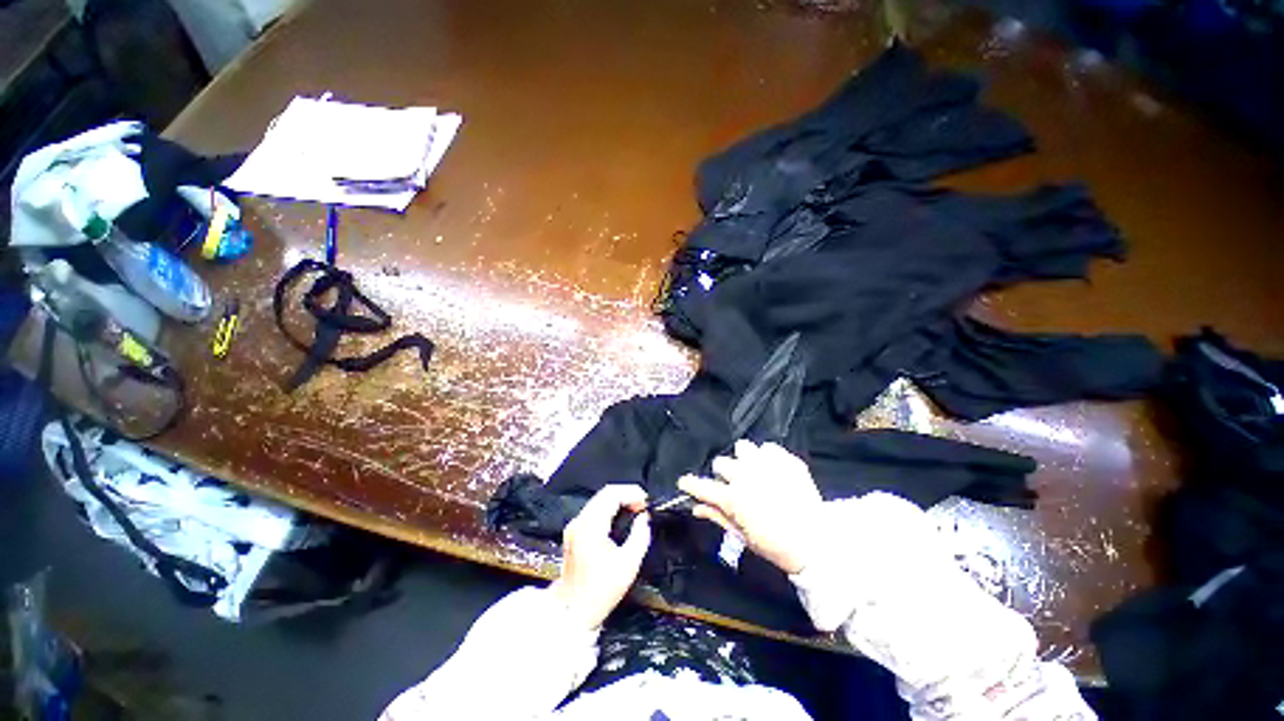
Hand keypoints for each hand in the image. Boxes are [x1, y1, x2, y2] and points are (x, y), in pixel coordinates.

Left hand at [550, 485, 650, 630]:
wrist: (572, 611)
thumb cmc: (602, 590)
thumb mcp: (629, 564)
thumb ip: (640, 536)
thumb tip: (644, 518)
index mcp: (591, 526)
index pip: (611, 493)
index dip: (631, 492)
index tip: (646, 502)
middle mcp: (579, 521)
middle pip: (604, 494)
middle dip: (626, 495)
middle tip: (643, 506)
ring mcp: (574, 526)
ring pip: (598, 500)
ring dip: (618, 501)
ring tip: (635, 511)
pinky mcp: (573, 532)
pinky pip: (593, 511)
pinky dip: (609, 509)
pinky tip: (620, 520)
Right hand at [678, 440, 822, 574]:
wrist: (817, 542)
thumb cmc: (776, 545)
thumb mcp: (743, 536)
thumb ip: (717, 517)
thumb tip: (696, 507)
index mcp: (733, 498)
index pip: (702, 486)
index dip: (690, 484)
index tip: (684, 482)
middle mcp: (745, 476)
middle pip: (721, 463)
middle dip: (723, 474)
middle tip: (734, 485)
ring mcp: (766, 464)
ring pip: (743, 448)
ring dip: (744, 459)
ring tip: (754, 470)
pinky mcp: (785, 459)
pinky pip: (768, 448)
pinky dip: (767, 457)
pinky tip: (774, 470)